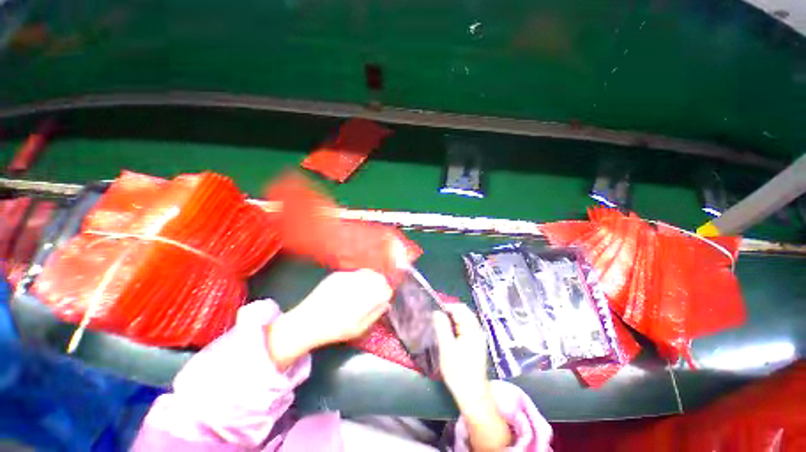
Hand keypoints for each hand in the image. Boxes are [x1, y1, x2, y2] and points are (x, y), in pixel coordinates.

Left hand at [266, 269, 391, 368]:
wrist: (306, 322)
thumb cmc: (334, 330)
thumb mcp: (358, 329)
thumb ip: (375, 314)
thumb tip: (387, 303)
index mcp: (363, 300)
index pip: (385, 288)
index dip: (387, 292)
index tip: (385, 298)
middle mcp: (356, 285)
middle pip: (378, 277)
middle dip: (381, 284)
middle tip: (377, 293)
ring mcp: (346, 277)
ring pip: (367, 272)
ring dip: (371, 279)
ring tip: (366, 290)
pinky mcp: (337, 274)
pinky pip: (355, 272)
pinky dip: (359, 278)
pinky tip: (353, 287)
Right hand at [433, 303, 489, 405]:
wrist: (473, 396)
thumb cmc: (459, 372)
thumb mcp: (446, 348)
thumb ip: (442, 327)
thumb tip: (436, 312)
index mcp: (472, 329)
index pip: (460, 308)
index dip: (447, 306)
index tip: (434, 310)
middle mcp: (477, 331)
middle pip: (463, 313)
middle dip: (449, 312)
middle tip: (435, 318)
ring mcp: (477, 338)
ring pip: (464, 321)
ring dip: (451, 320)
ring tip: (438, 325)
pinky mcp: (475, 345)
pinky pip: (465, 329)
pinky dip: (455, 327)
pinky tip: (447, 334)